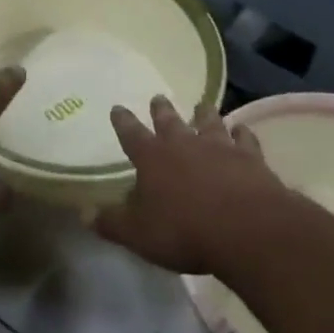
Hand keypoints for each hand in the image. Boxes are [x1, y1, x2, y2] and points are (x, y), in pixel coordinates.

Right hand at [95, 97, 288, 275]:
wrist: (246, 229)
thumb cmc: (184, 231)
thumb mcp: (138, 234)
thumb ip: (111, 222)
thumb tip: (83, 213)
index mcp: (152, 158)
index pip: (131, 134)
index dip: (123, 121)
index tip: (117, 108)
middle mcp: (184, 144)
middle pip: (170, 121)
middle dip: (161, 110)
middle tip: (158, 98)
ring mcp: (219, 147)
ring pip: (209, 122)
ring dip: (204, 113)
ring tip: (201, 104)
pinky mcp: (250, 157)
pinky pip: (244, 139)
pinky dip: (241, 133)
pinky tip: (241, 130)